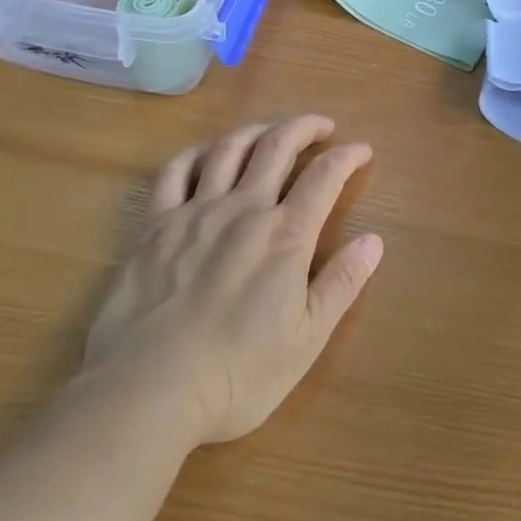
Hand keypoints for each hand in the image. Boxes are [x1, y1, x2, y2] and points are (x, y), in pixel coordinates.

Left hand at [82, 116, 382, 445]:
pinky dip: (196, 154)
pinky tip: (206, 154)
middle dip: (305, 127)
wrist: (146, 393)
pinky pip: (176, 172)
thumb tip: (373, 240)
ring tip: (271, 131)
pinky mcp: (155, 226)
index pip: (326, 176)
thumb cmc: (236, 375)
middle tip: (322, 126)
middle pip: (278, 146)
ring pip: (230, 149)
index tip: (362, 150)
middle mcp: (244, 209)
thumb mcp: (306, 339)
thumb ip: (342, 284)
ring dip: (257, 130)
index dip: (348, 156)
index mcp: (286, 235)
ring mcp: (195, 212)